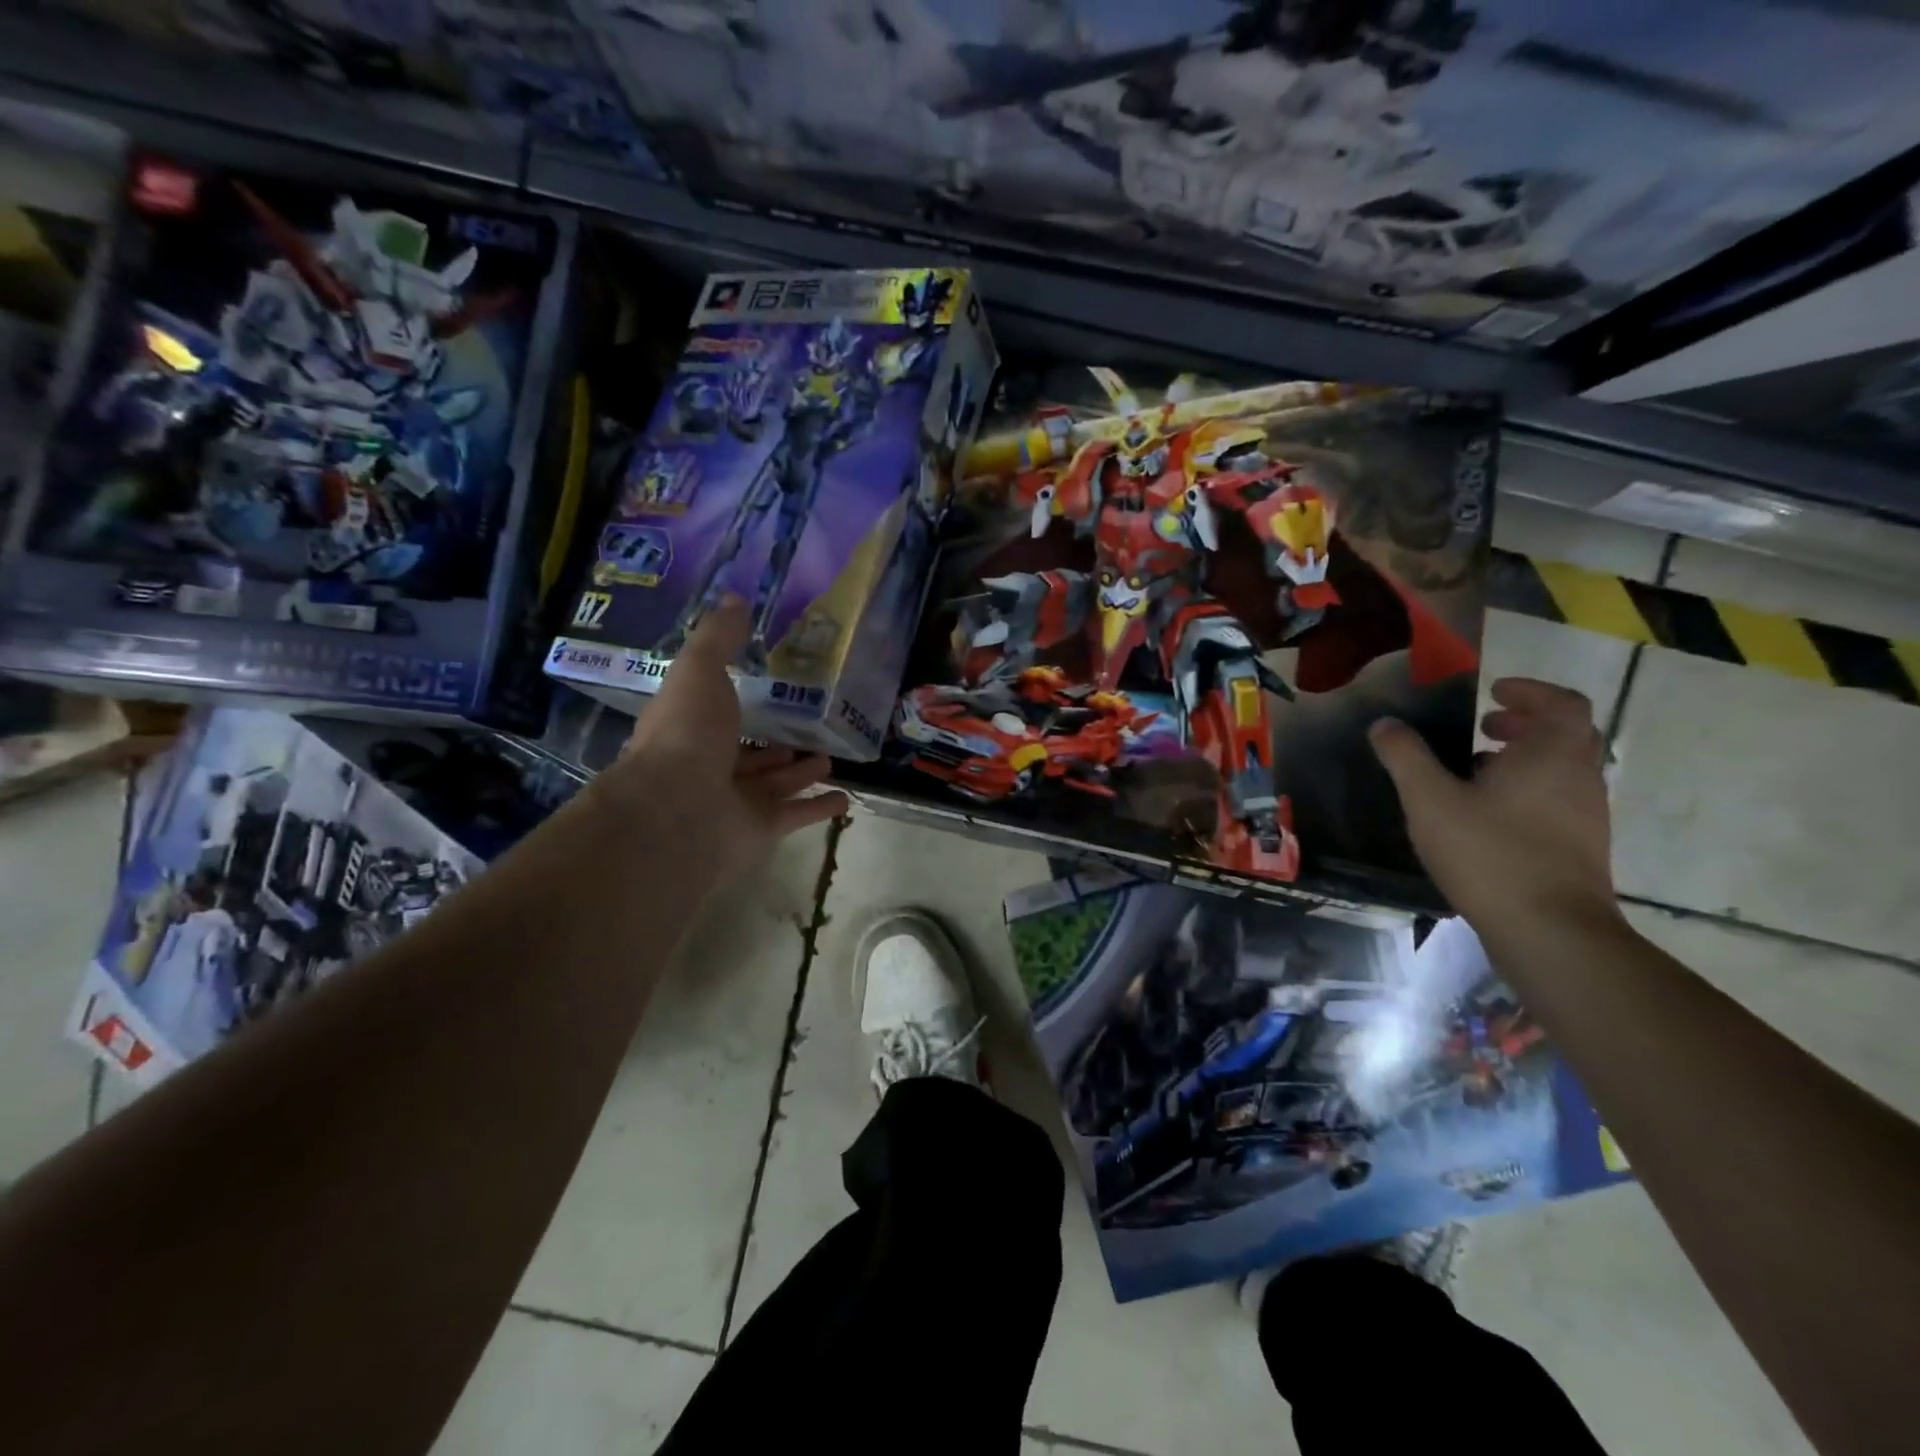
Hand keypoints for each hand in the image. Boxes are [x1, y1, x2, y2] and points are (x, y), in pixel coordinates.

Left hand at [609, 596, 847, 883]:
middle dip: (777, 745)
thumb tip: (734, 598)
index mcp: (691, 731)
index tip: (770, 688)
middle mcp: (711, 768)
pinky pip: (798, 813)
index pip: (716, 716)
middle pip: (750, 756)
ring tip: (829, 756)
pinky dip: (820, 806)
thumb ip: (718, 637)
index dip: (739, 704)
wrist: (680, 809)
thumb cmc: (687, 733)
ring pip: (776, 784)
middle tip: (809, 729)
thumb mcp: (699, 670)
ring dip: (800, 771)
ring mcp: (737, 802)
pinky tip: (845, 797)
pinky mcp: (763, 828)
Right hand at [1368, 678, 1618, 931]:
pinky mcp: (1580, 847)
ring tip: (1474, 771)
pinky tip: (1485, 815)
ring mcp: (1586, 815)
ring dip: (1524, 759)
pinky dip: (1527, 791)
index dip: (1529, 691)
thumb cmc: (1489, 852)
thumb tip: (1384, 724)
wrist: (1549, 930)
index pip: (1561, 703)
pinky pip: (1557, 801)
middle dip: (1524, 723)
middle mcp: (1579, 778)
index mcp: (1552, 754)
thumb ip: (1405, 756)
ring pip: (1561, 770)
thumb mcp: (1429, 800)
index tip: (1492, 692)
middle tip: (1482, 726)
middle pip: (1565, 735)